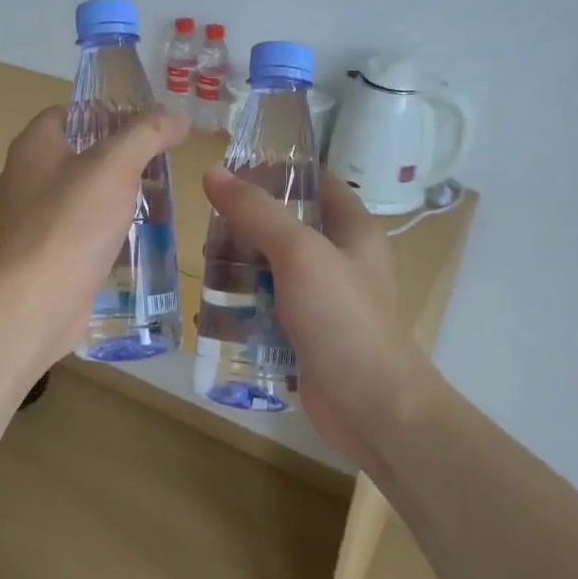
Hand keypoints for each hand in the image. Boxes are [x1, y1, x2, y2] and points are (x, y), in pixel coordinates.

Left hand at [0, 106, 190, 366]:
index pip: (66, 113)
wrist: (40, 298)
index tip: (142, 125)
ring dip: (113, 193)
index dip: (104, 112)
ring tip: (155, 198)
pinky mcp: (44, 253)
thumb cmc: (74, 221)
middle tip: (157, 162)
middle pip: (75, 153)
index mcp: (32, 147)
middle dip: (117, 156)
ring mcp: (31, 219)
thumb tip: (176, 117)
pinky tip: (135, 236)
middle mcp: (25, 178)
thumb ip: (147, 134)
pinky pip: (78, 229)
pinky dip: (105, 227)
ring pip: (79, 194)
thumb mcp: (117, 165)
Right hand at [201, 168, 443, 466]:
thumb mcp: (299, 254)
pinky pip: (267, 310)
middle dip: (244, 228)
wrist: (373, 407)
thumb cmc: (342, 318)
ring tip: (204, 273)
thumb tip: (214, 172)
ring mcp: (322, 300)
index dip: (277, 174)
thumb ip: (257, 212)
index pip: (316, 183)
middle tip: (209, 234)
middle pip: (285, 227)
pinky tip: (211, 313)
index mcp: (352, 230)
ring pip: (271, 270)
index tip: (231, 175)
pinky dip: (242, 308)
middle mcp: (340, 260)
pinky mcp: (305, 335)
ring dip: (237, 270)